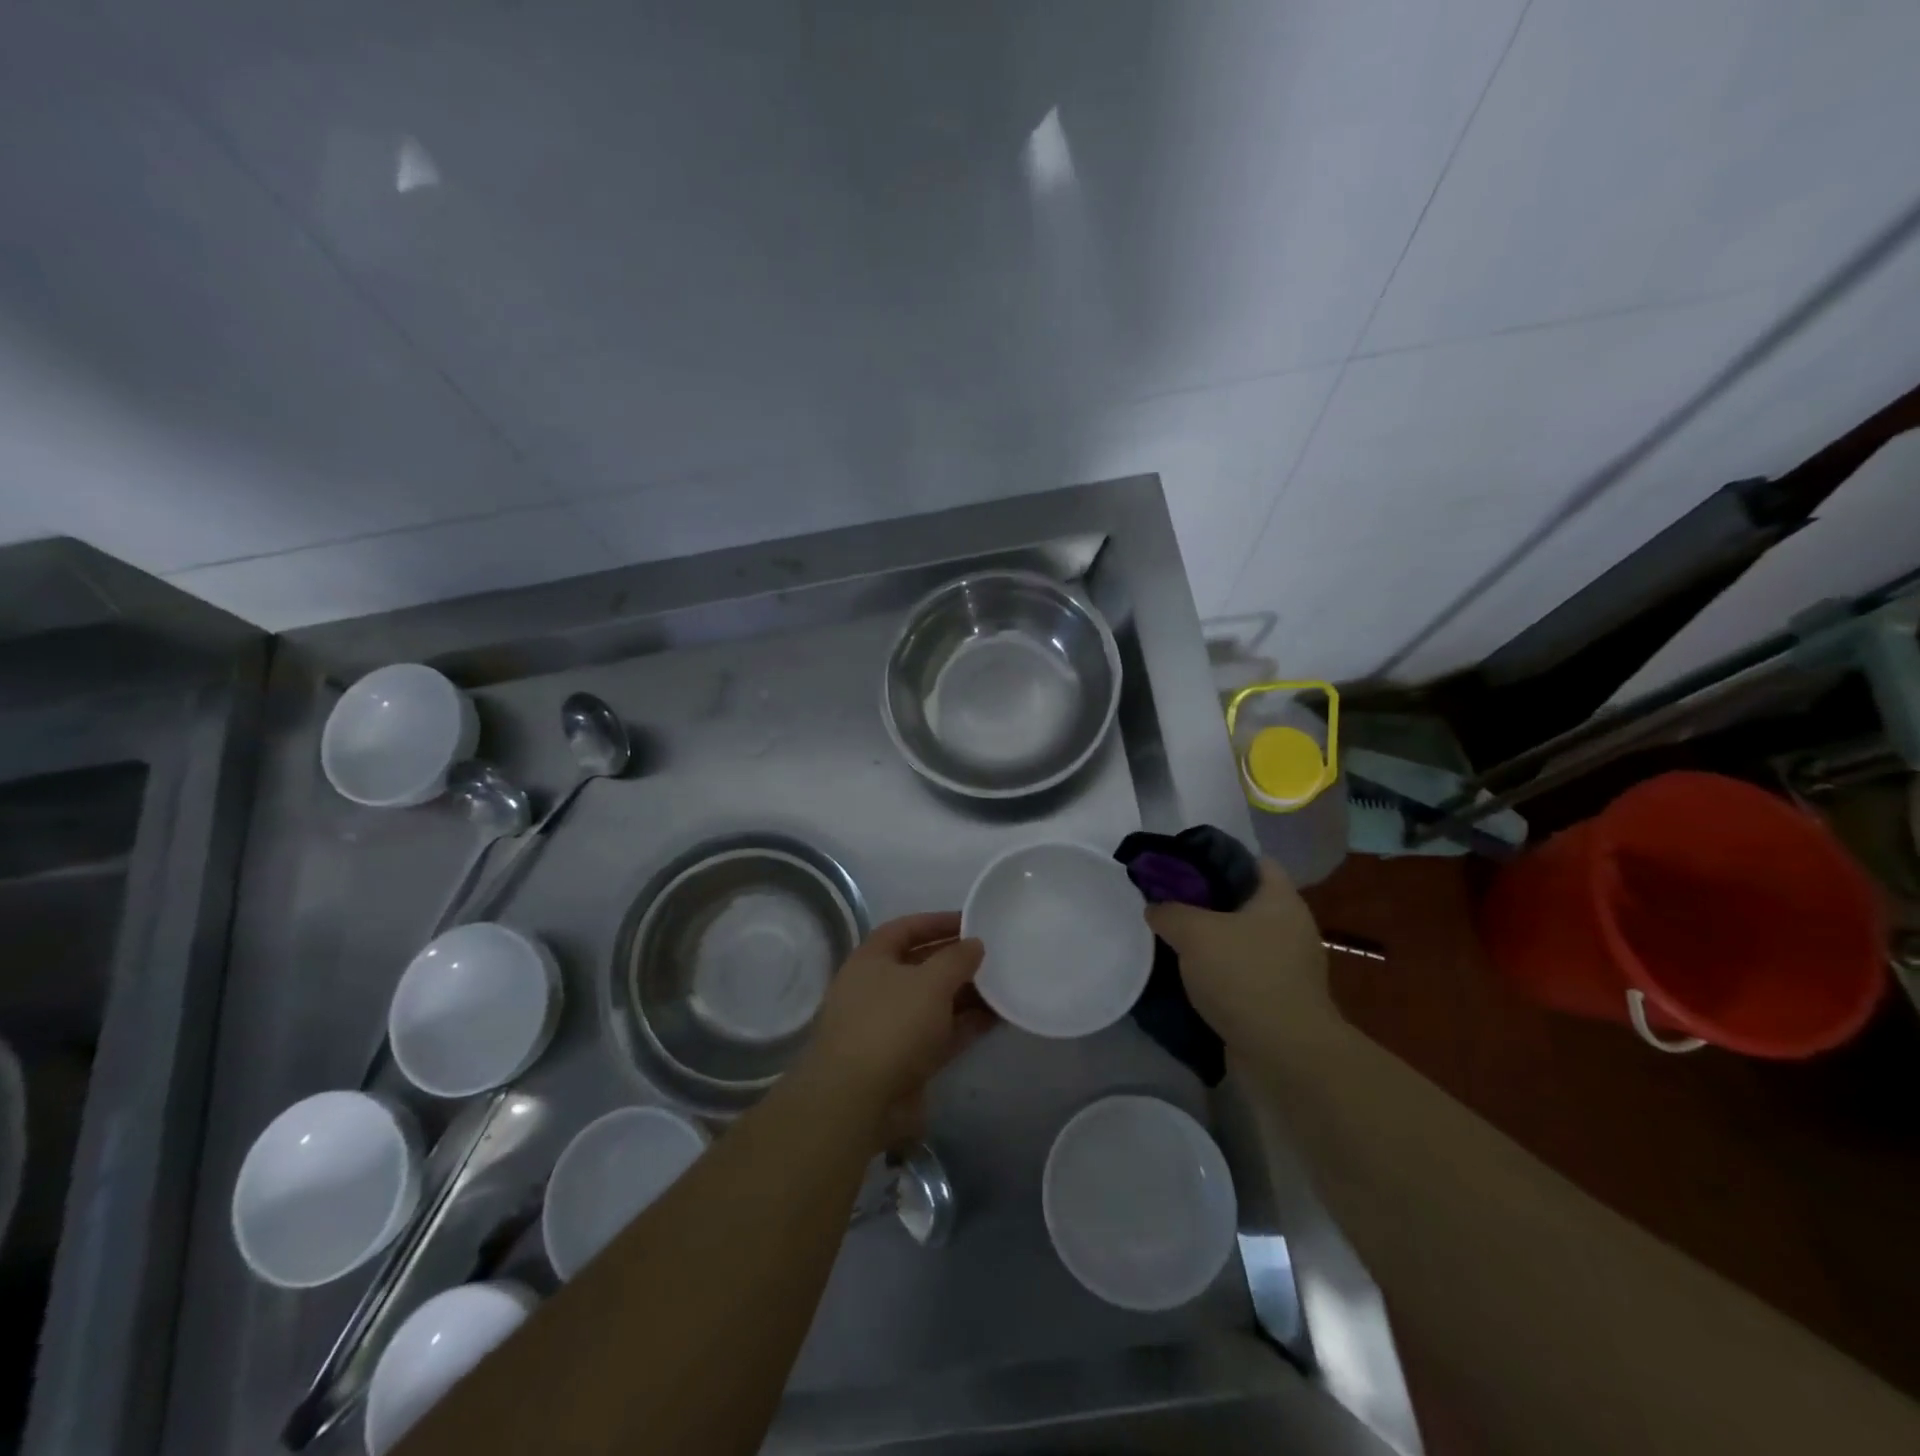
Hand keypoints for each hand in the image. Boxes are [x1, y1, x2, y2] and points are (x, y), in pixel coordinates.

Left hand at [801, 912, 992, 1146]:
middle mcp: (876, 989)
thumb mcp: (929, 982)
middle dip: (955, 960)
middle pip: (920, 965)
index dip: (936, 922)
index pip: (904, 929)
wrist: (859, 1102)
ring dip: (965, 994)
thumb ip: (956, 958)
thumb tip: (974, 944)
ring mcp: (890, 1027)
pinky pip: (940, 1034)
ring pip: (933, 1002)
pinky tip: (997, 1017)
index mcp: (870, 960)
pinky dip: (965, 1025)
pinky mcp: (906, 1061)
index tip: (971, 921)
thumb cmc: (891, 1025)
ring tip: (1003, 984)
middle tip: (993, 954)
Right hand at [1144, 858, 1336, 1057]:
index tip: (1183, 866)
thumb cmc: (1245, 977)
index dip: (1219, 857)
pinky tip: (1187, 976)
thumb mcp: (1194, 933)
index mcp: (1281, 900)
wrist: (1285, 1054)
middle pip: (1244, 901)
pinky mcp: (1278, 999)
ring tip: (1171, 939)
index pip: (1254, 861)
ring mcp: (1288, 967)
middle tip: (1168, 902)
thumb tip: (1156, 907)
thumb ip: (1169, 912)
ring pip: (1240, 939)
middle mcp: (1291, 928)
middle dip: (1207, 901)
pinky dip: (1218, 972)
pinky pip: (1241, 972)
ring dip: (1210, 940)